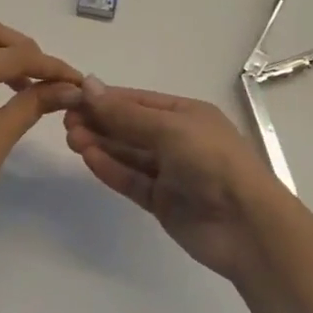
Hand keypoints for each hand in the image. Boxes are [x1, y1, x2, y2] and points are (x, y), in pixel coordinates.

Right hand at [63, 77, 291, 281]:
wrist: (247, 226)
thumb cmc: (212, 160)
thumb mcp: (168, 128)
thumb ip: (126, 114)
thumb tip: (89, 86)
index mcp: (186, 114)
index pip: (138, 101)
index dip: (107, 98)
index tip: (74, 96)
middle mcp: (177, 139)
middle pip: (131, 127)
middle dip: (100, 122)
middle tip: (65, 120)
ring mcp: (171, 173)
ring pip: (129, 154)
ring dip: (101, 144)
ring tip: (70, 138)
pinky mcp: (164, 203)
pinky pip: (133, 180)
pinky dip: (111, 169)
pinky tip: (89, 159)